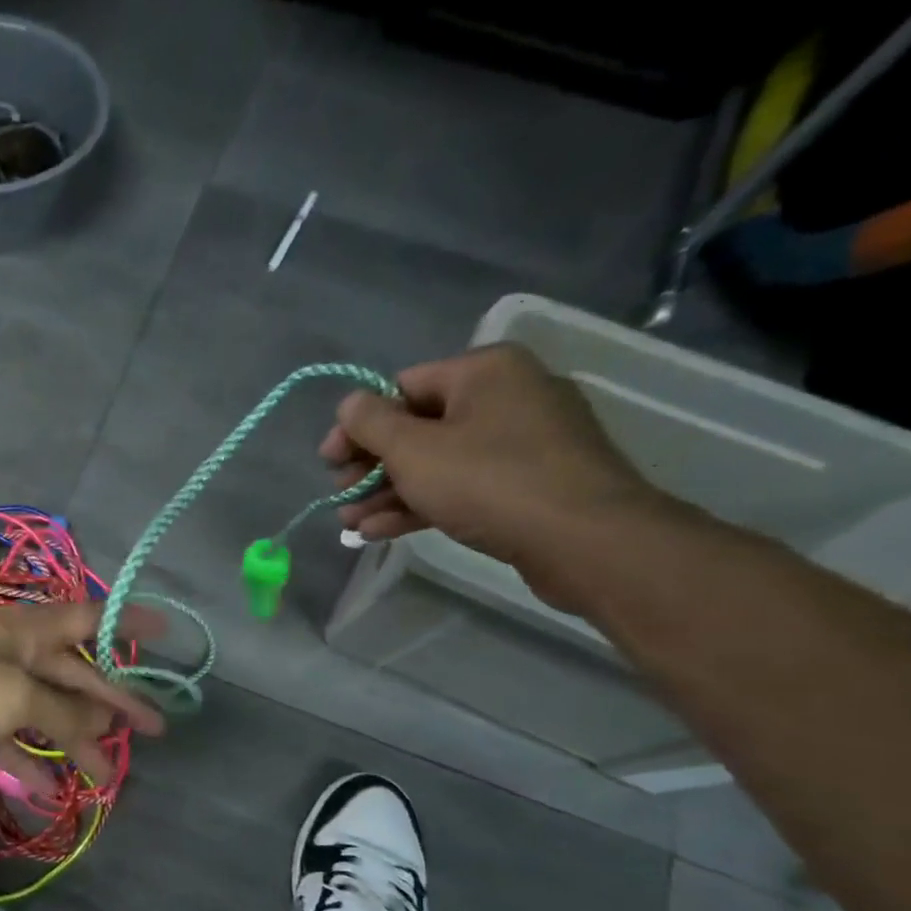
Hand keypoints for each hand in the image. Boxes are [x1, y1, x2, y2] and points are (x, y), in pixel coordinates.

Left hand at [0, 602, 166, 787]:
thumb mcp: (16, 696)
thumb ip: (64, 714)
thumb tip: (101, 731)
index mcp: (29, 630)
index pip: (90, 618)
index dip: (129, 623)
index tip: (166, 634)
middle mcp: (14, 654)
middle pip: (75, 677)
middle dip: (113, 703)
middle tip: (153, 730)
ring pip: (45, 714)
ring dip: (75, 743)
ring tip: (108, 776)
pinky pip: (11, 741)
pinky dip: (31, 763)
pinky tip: (52, 790)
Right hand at [320, 344, 667, 609]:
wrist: (583, 539)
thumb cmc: (488, 481)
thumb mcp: (413, 451)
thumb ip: (371, 424)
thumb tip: (349, 403)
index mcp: (484, 372)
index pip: (401, 387)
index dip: (357, 426)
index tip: (328, 463)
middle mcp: (507, 396)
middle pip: (417, 427)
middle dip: (371, 467)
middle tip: (341, 497)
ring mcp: (522, 442)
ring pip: (436, 462)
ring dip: (387, 493)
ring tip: (351, 524)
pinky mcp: (528, 483)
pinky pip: (462, 485)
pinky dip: (421, 504)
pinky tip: (382, 532)